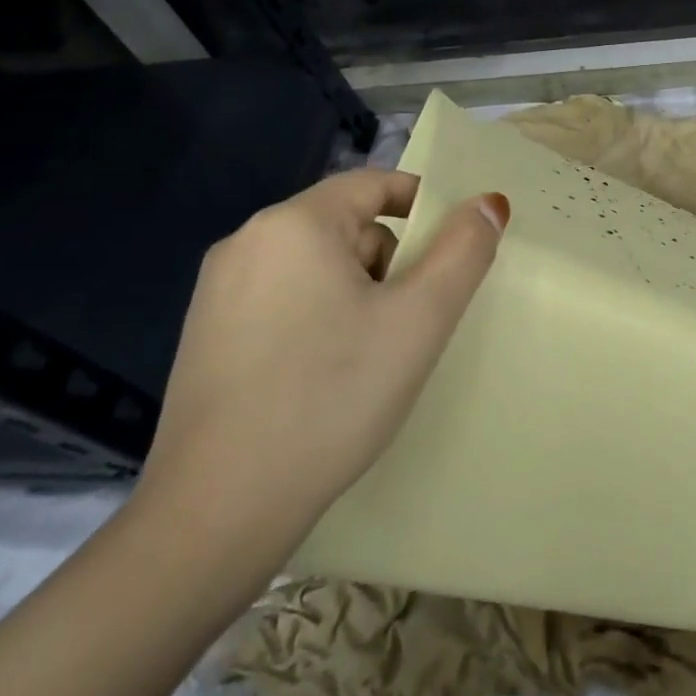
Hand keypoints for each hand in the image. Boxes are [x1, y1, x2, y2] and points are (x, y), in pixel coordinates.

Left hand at [133, 169, 507, 586]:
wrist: (219, 511)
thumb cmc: (332, 397)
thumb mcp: (419, 319)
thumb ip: (463, 251)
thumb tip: (489, 202)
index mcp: (293, 224)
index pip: (375, 184)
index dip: (424, 207)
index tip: (454, 255)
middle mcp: (246, 242)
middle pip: (347, 226)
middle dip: (391, 262)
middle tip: (412, 322)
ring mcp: (217, 291)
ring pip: (317, 266)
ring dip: (358, 293)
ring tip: (373, 356)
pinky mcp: (206, 335)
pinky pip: (283, 300)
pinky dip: (319, 319)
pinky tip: (327, 375)